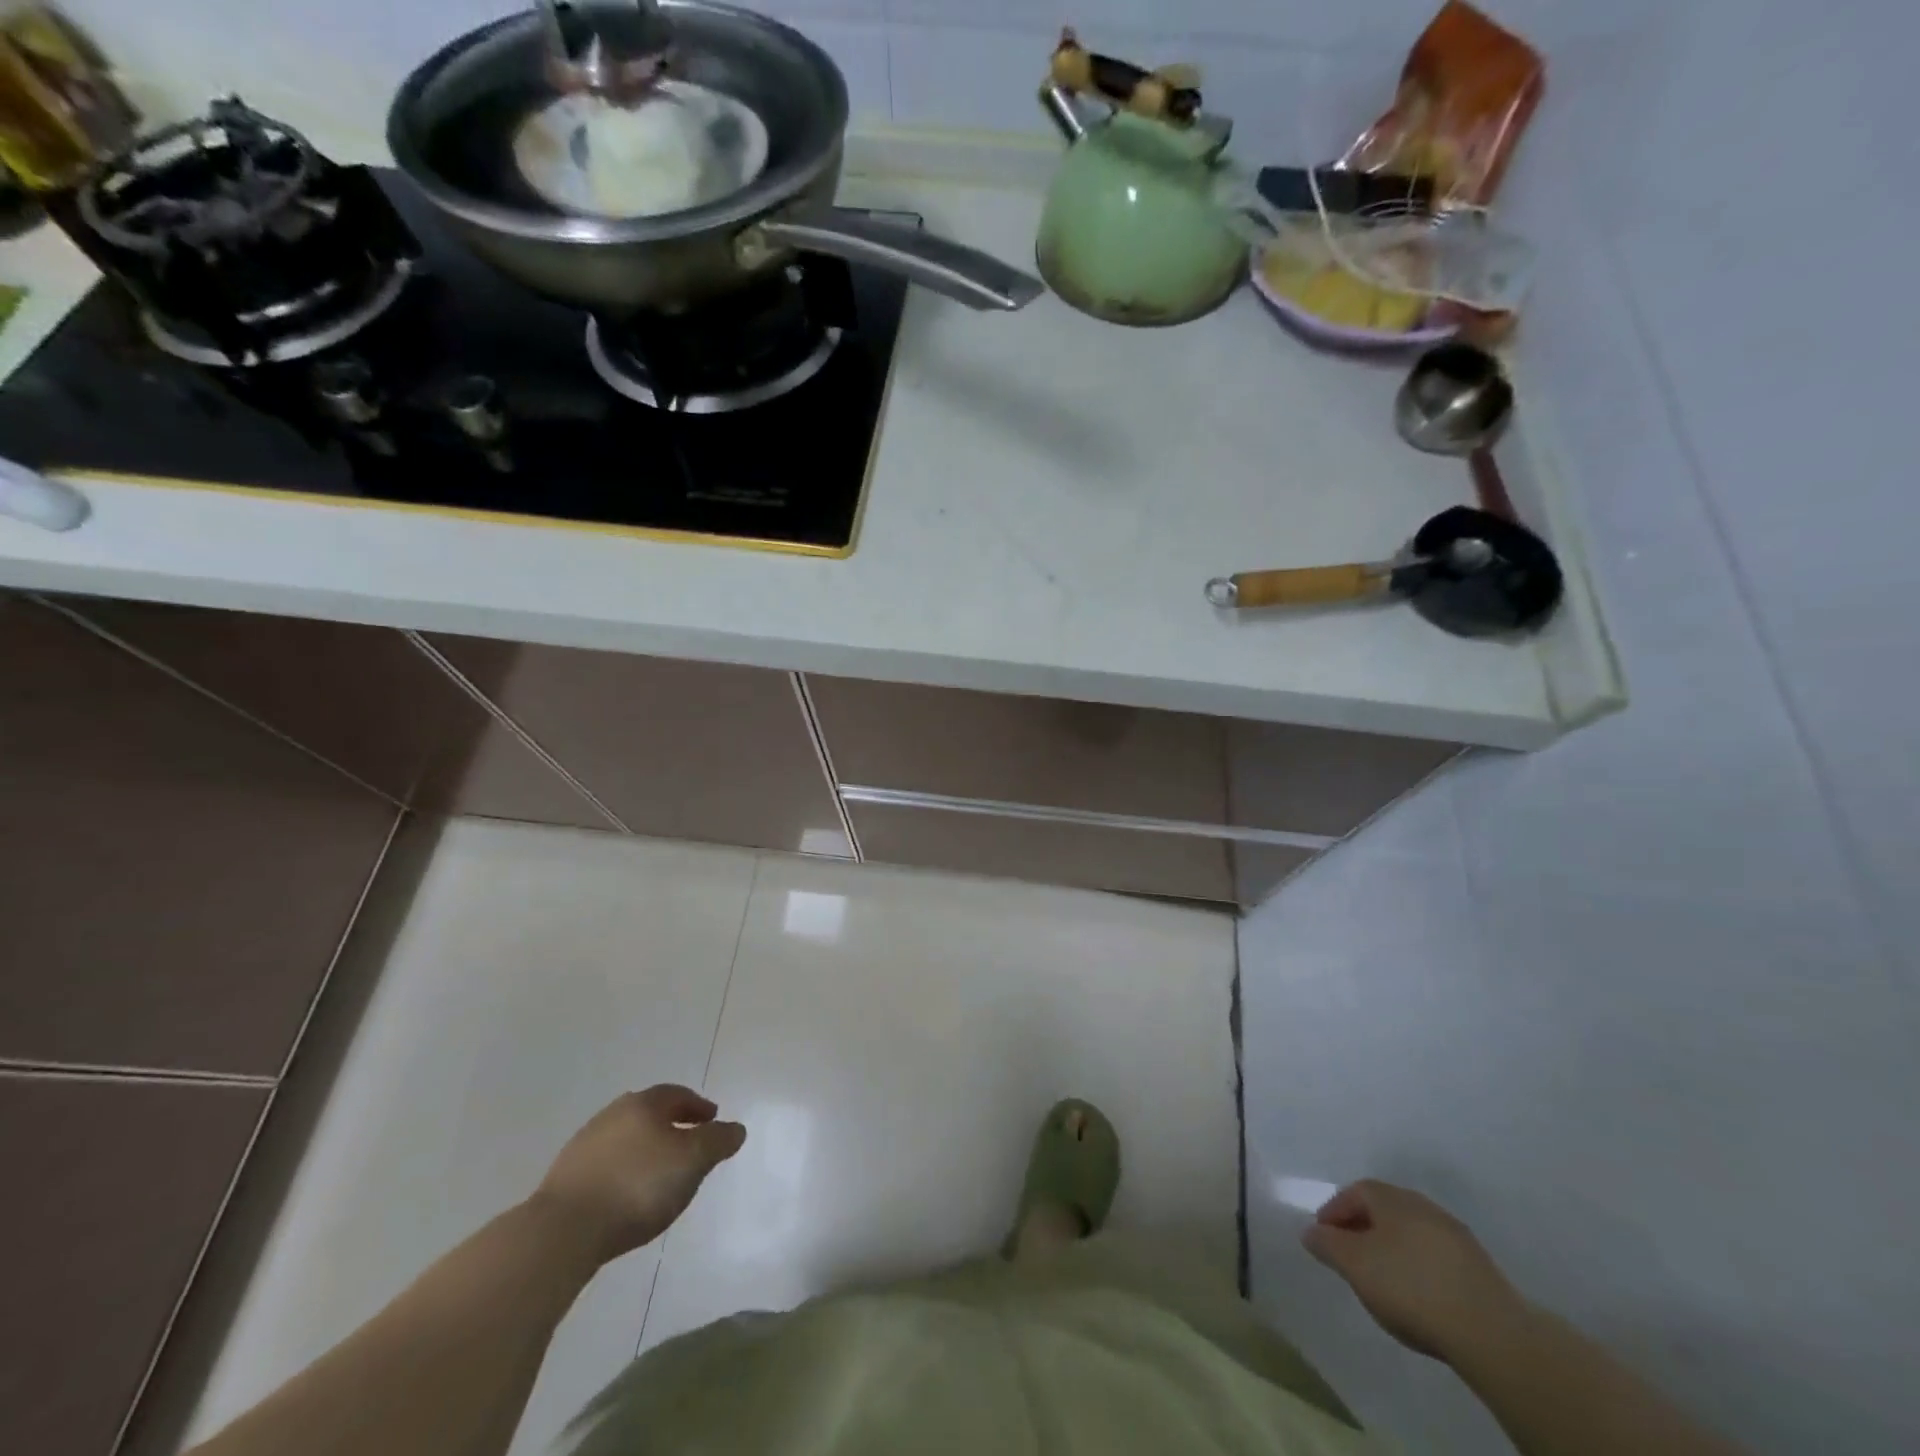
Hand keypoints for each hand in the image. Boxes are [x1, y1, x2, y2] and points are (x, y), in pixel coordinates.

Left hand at [530, 1086, 745, 1262]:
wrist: (563, 1231)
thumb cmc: (638, 1186)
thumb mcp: (693, 1161)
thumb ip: (718, 1141)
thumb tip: (735, 1128)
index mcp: (644, 1104)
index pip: (677, 1094)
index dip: (698, 1106)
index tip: (712, 1119)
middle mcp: (612, 1115)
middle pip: (649, 1113)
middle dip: (671, 1125)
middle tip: (688, 1143)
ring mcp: (584, 1146)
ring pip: (625, 1139)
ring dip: (644, 1150)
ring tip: (659, 1174)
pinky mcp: (564, 1179)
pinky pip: (606, 1166)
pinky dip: (623, 1171)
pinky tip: (627, 1195)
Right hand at [1302, 1179, 1531, 1364]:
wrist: (1492, 1333)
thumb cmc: (1410, 1286)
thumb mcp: (1354, 1265)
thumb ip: (1327, 1244)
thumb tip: (1310, 1231)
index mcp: (1392, 1197)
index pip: (1355, 1191)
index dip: (1334, 1211)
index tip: (1323, 1236)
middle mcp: (1423, 1205)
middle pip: (1384, 1210)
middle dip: (1363, 1228)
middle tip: (1349, 1255)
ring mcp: (1456, 1236)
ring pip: (1411, 1233)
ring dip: (1392, 1248)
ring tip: (1382, 1279)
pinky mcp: (1479, 1269)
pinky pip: (1435, 1257)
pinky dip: (1418, 1268)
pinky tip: (1418, 1295)